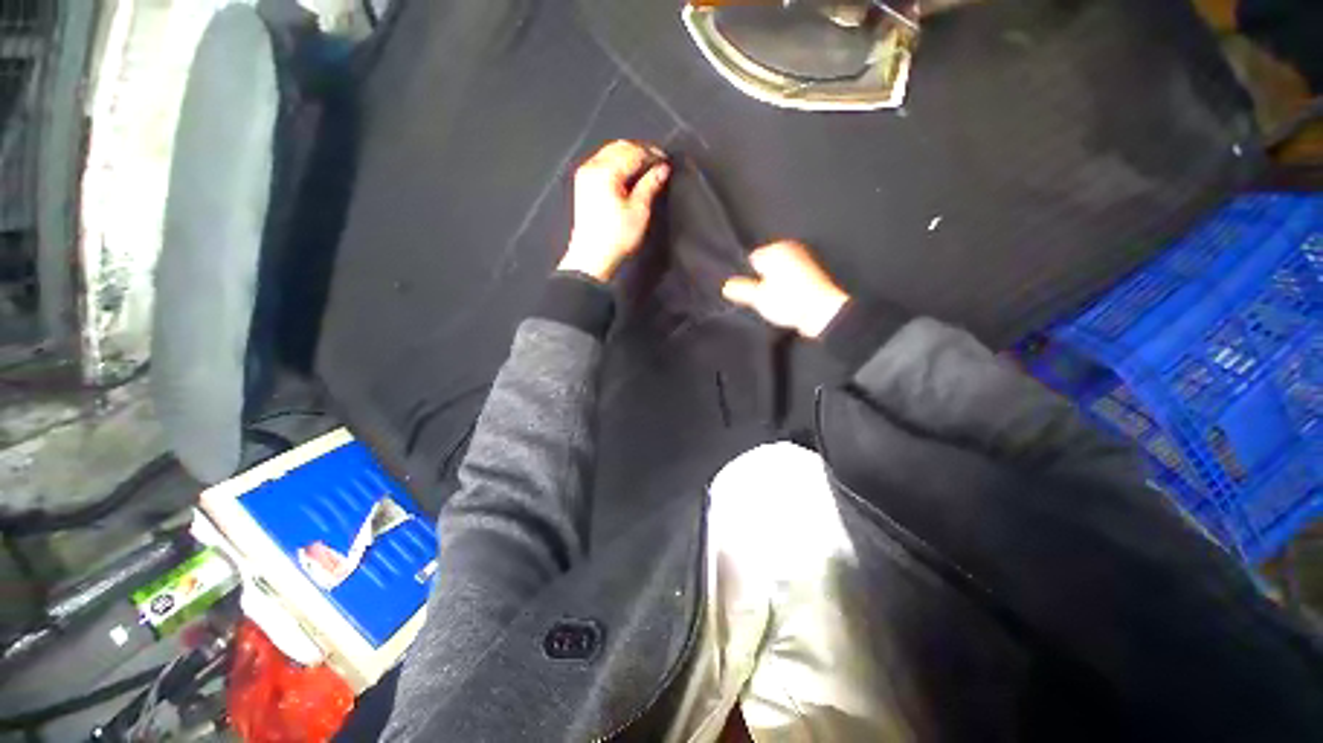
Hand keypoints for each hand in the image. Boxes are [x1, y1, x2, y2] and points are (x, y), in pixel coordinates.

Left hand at [559, 140, 670, 281]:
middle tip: (657, 163)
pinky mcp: (583, 184)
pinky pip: (602, 162)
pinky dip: (617, 163)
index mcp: (605, 171)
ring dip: (629, 156)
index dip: (652, 154)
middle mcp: (592, 167)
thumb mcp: (639, 211)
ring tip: (645, 169)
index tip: (666, 161)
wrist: (592, 259)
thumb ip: (650, 185)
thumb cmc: (616, 237)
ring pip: (610, 153)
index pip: (633, 152)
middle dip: (640, 151)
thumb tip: (663, 168)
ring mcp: (585, 175)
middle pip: (620, 147)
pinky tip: (628, 175)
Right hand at [722, 241, 849, 337]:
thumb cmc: (788, 300)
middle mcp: (791, 248)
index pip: (753, 259)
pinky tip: (787, 301)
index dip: (749, 275)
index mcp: (776, 249)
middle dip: (763, 278)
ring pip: (780, 271)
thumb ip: (741, 290)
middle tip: (763, 296)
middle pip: (767, 264)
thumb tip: (725, 287)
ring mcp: (804, 260)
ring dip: (775, 283)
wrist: (823, 312)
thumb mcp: (758, 297)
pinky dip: (787, 287)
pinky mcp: (813, 274)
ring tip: (776, 301)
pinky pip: (792, 278)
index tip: (751, 290)